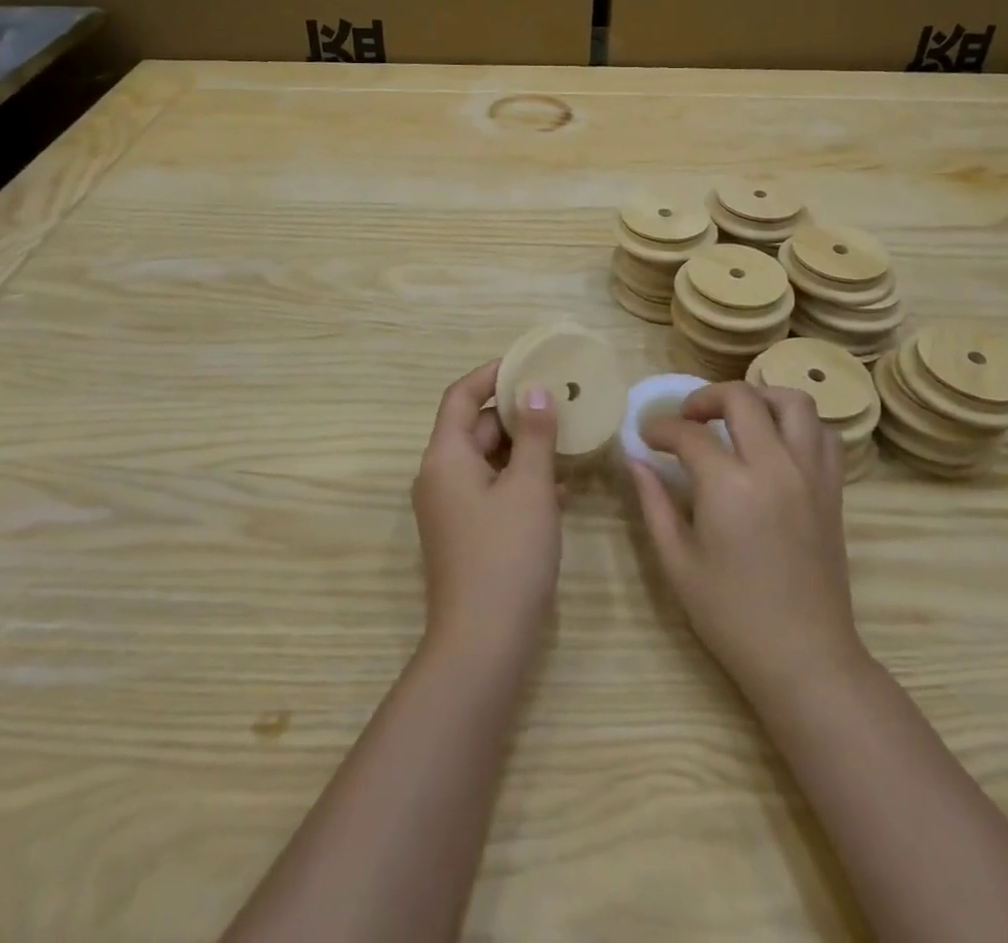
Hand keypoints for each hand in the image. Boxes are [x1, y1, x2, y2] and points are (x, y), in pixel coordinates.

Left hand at [411, 361, 562, 662]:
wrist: (483, 644)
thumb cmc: (507, 554)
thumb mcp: (530, 487)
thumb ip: (535, 434)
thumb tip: (536, 390)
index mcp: (445, 457)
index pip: (461, 396)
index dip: (491, 375)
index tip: (528, 363)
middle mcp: (441, 477)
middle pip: (476, 427)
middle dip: (516, 413)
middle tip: (560, 400)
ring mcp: (452, 508)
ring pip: (488, 460)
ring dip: (524, 448)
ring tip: (566, 438)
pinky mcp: (467, 534)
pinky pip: (493, 490)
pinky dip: (521, 481)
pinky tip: (560, 488)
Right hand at [633, 384, 862, 697]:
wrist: (805, 657)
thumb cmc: (731, 616)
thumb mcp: (677, 562)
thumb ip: (654, 503)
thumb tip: (635, 460)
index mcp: (729, 486)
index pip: (689, 433)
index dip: (660, 428)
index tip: (647, 436)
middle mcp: (774, 466)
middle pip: (741, 398)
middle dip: (705, 397)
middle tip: (686, 418)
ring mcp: (810, 474)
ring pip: (792, 402)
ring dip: (759, 397)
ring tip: (736, 417)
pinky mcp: (833, 489)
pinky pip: (823, 433)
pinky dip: (799, 424)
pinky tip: (776, 442)